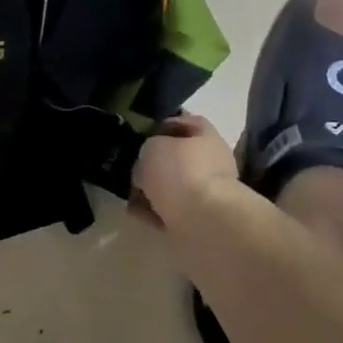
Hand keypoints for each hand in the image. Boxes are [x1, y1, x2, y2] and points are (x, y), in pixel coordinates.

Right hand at [131, 113, 240, 228]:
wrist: (204, 220)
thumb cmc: (179, 172)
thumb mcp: (151, 147)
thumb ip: (146, 150)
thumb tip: (146, 166)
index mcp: (205, 135)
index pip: (183, 122)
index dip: (160, 126)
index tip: (139, 135)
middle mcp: (211, 161)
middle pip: (177, 157)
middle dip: (154, 164)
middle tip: (132, 168)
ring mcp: (208, 191)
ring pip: (173, 186)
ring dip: (152, 190)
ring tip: (130, 195)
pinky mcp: (200, 218)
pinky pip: (171, 210)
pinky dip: (155, 212)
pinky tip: (138, 213)